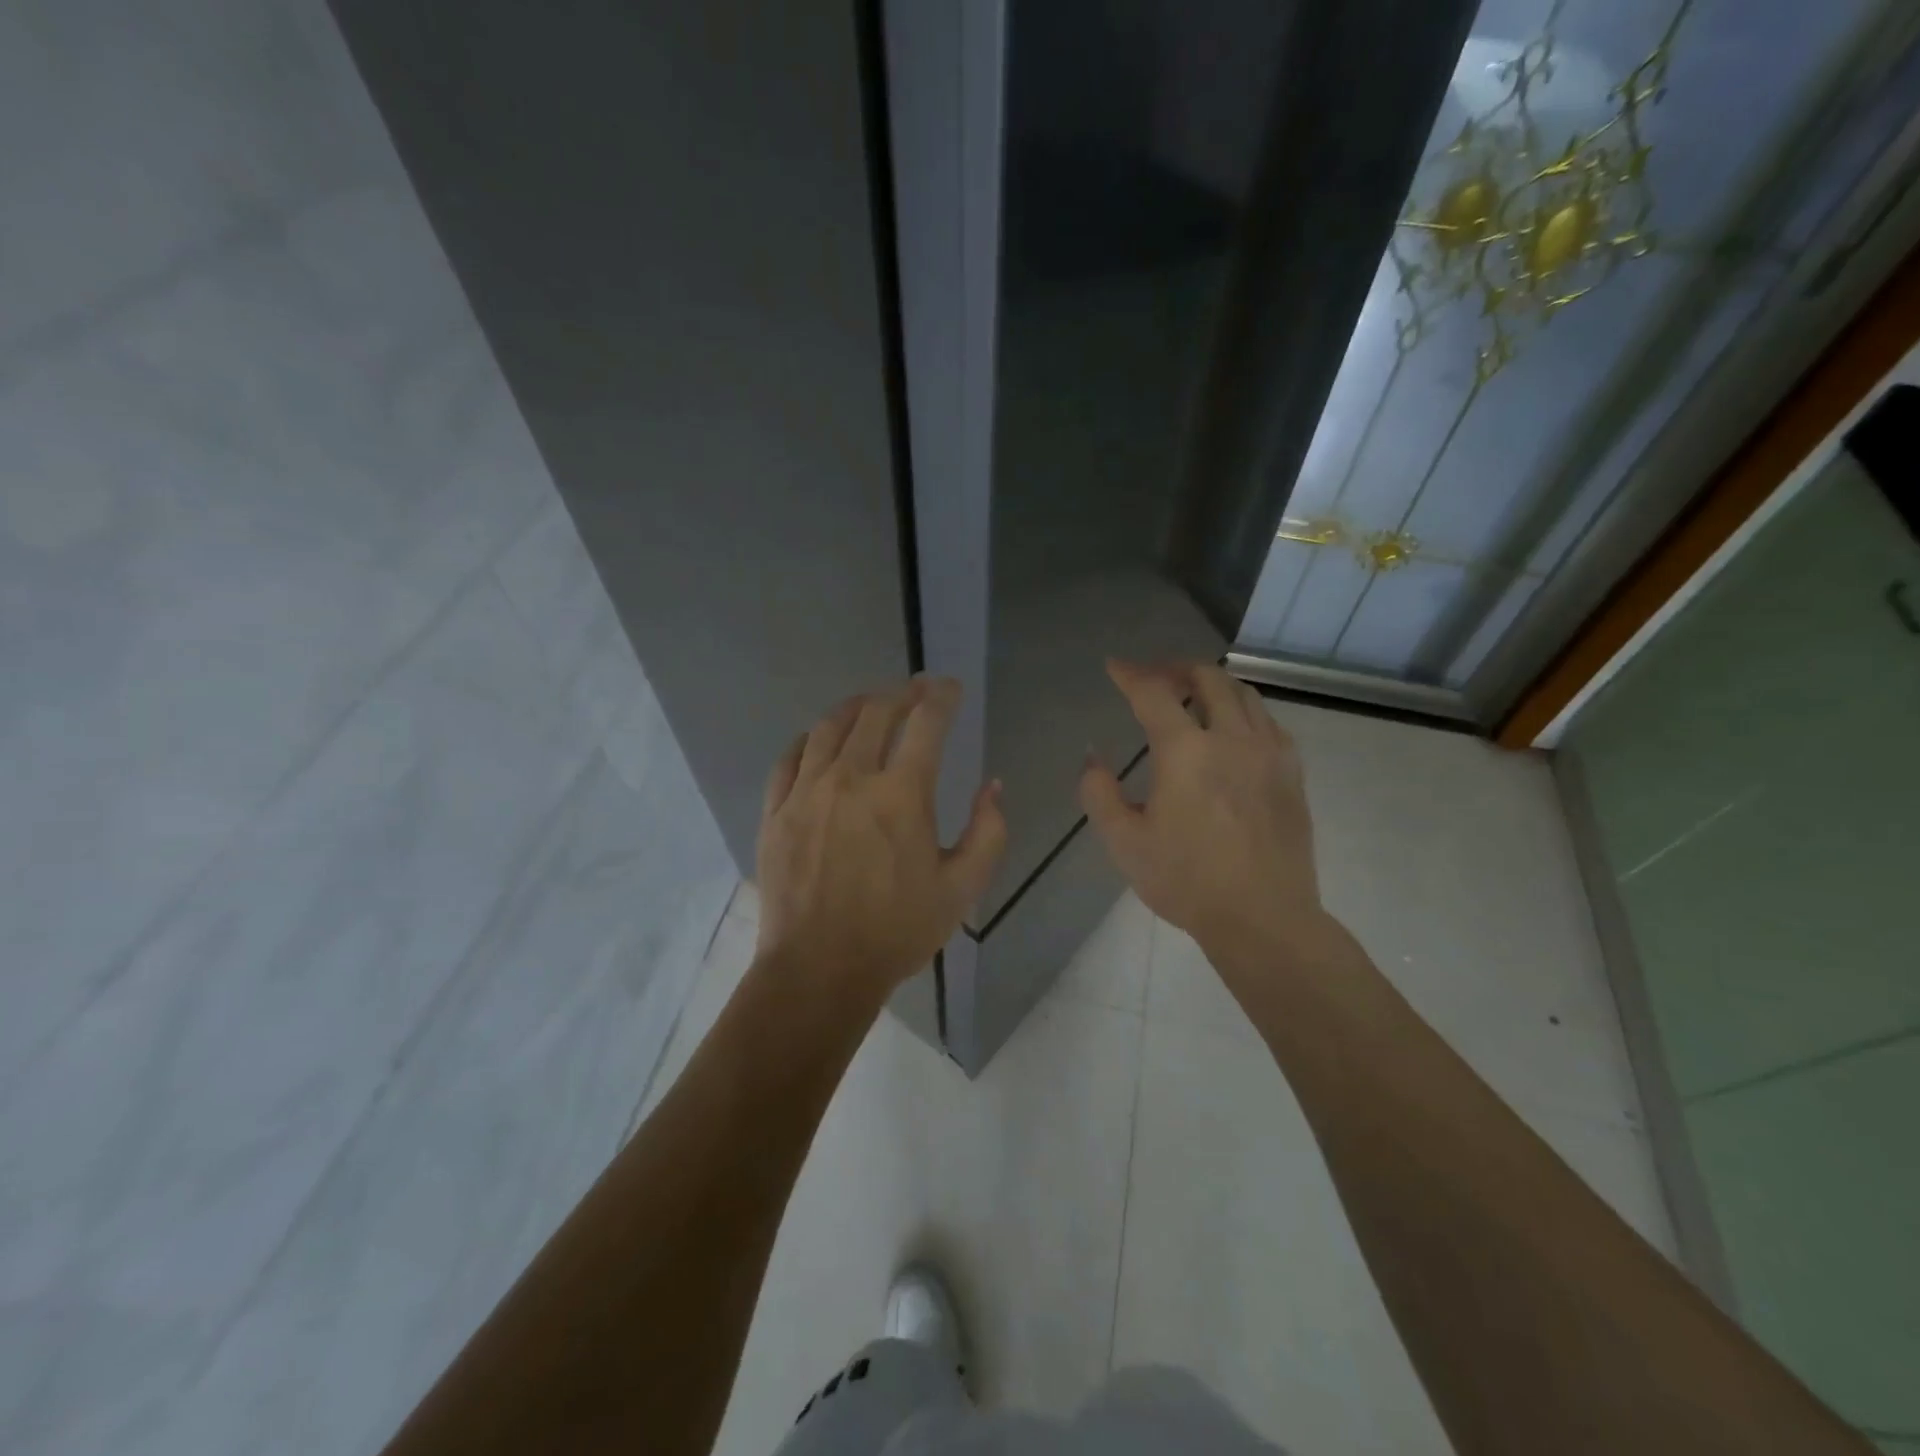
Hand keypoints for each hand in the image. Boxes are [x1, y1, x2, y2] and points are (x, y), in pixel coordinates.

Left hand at [756, 677, 1005, 999]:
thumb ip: (988, 832)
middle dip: (902, 693)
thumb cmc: (897, 931)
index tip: (950, 688)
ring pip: (829, 727)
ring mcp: (806, 792)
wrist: (819, 969)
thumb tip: (992, 786)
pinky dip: (809, 739)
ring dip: (855, 707)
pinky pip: (789, 758)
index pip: (925, 723)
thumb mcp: (962, 889)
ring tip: (870, 703)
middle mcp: (851, 779)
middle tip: (916, 690)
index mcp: (902, 795)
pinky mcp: (776, 812)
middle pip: (876, 713)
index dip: (942, 697)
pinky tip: (818, 740)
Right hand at [1080, 660, 1325, 971]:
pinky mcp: (1292, 772)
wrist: (1263, 918)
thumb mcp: (1124, 842)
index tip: (1114, 667)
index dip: (1130, 674)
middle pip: (1207, 678)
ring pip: (1243, 694)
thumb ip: (1099, 793)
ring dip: (1212, 686)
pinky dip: (1243, 711)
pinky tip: (1232, 732)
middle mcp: (1231, 738)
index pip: (1153, 693)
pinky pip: (1267, 721)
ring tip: (1192, 699)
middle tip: (1154, 679)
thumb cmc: (1186, 881)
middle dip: (1175, 669)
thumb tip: (1093, 758)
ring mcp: (1269, 752)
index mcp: (1186, 752)